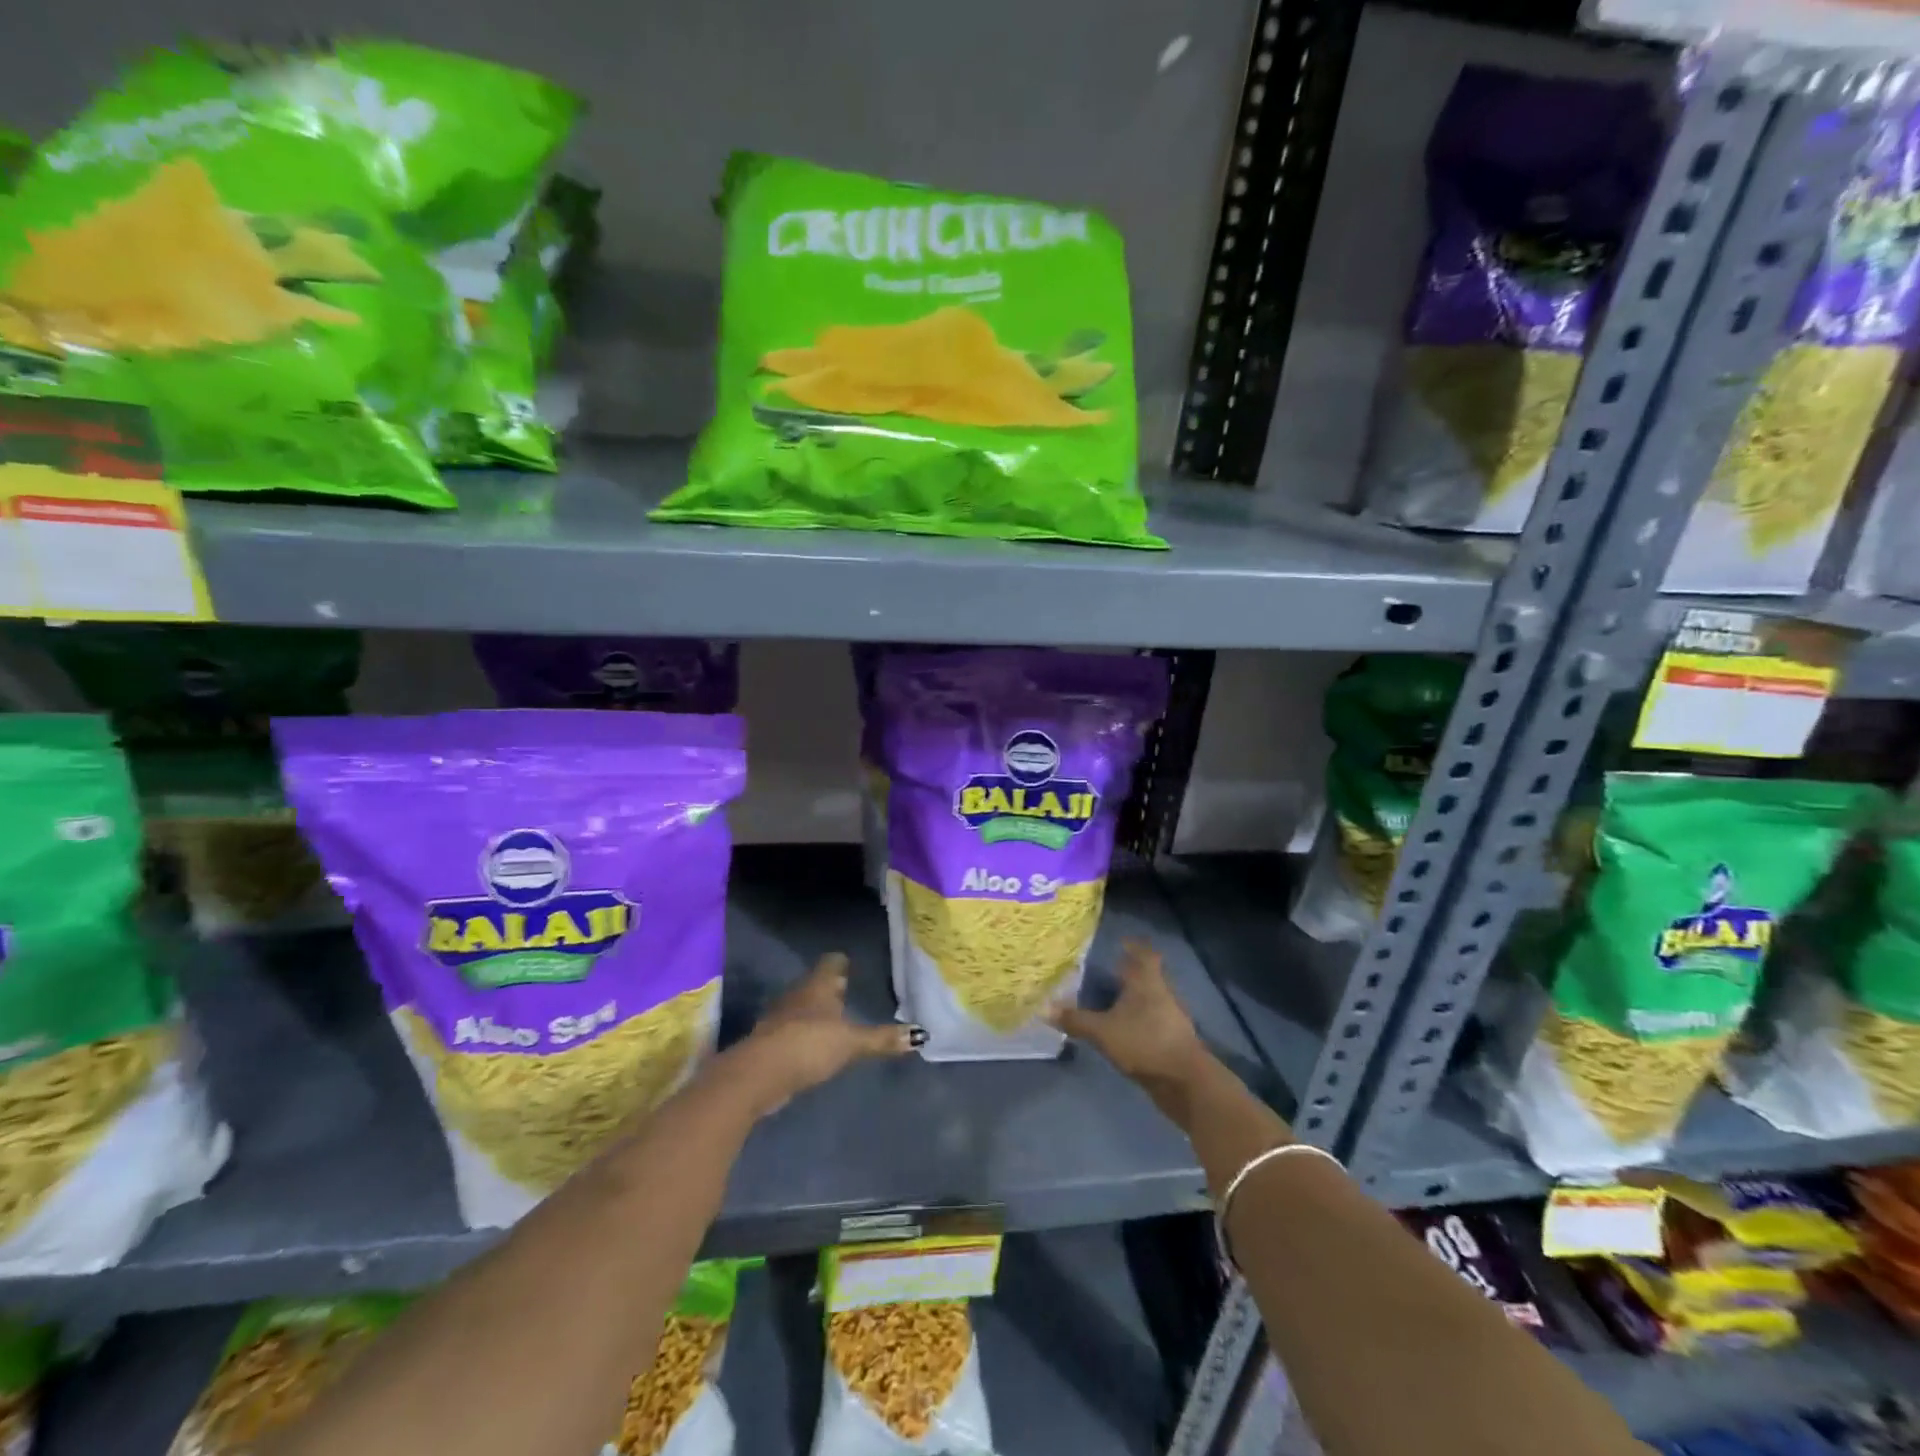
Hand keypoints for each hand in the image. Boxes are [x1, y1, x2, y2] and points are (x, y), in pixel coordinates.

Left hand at [735, 953, 917, 1115]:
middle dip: (829, 988)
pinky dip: (802, 1034)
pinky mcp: (769, 1042)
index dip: (841, 963)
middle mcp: (798, 994)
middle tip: (846, 991)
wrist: (759, 1074)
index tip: (850, 964)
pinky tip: (812, 1046)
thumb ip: (882, 1039)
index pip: (832, 962)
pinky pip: (791, 1030)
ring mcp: (780, 1018)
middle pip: (815, 984)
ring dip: (815, 1012)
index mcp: (818, 986)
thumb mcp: (852, 1043)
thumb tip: (919, 1035)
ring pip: (801, 1006)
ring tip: (832, 1020)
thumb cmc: (809, 1045)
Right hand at [1049, 939, 1210, 1106]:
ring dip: (1136, 996)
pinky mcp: (1173, 1040)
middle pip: (1148, 975)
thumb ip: (1075, 1020)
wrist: (1185, 1082)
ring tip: (1114, 998)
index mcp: (1147, 982)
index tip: (1122, 941)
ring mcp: (1171, 1018)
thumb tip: (1044, 1007)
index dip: (1134, 946)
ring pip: (1151, 998)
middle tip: (1109, 969)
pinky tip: (1125, 1027)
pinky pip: (1153, 1020)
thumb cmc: (1144, 1043)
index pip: (1145, 954)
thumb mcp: (1103, 1031)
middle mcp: (1162, 994)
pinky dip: (1140, 1018)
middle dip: (1131, 972)